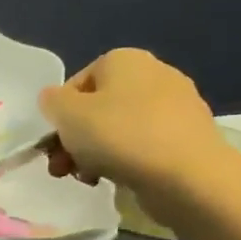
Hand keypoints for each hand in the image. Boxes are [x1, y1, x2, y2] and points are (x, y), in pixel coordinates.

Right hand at [37, 49, 229, 193]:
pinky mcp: (189, 137)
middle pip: (97, 108)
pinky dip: (126, 160)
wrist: (188, 177)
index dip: (59, 115)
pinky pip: (145, 145)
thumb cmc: (119, 135)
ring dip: (95, 153)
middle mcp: (154, 73)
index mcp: (124, 59)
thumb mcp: (65, 113)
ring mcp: (177, 106)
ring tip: (88, 178)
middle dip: (75, 139)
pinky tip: (118, 180)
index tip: (54, 143)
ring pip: (119, 129)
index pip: (76, 84)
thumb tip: (56, 100)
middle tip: (63, 167)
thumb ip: (51, 101)